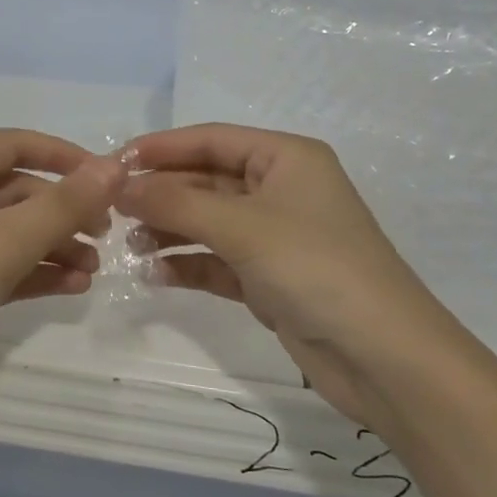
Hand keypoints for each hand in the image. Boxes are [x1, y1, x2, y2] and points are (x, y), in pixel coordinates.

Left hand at [0, 129, 124, 425]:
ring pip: (12, 232)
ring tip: (93, 270)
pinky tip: (72, 288)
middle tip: (106, 234)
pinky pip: (1, 265)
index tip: (106, 178)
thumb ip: (64, 204)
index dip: (63, 155)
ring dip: (54, 245)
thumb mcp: (6, 242)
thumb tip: (115, 167)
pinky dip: (35, 272)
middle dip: (64, 210)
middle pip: (17, 191)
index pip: (15, 144)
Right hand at [119, 123, 461, 425]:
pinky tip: (155, 276)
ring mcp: (275, 236)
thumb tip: (120, 185)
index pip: (211, 139)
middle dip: (162, 194)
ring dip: (169, 230)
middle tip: (112, 210)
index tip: (112, 162)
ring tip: (129, 246)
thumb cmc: (315, 268)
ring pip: (208, 222)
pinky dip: (188, 265)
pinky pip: (217, 261)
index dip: (161, 148)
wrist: (384, 358)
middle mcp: (281, 189)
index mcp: (286, 158)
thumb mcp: (241, 227)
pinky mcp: (270, 278)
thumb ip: (176, 202)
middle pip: (206, 180)